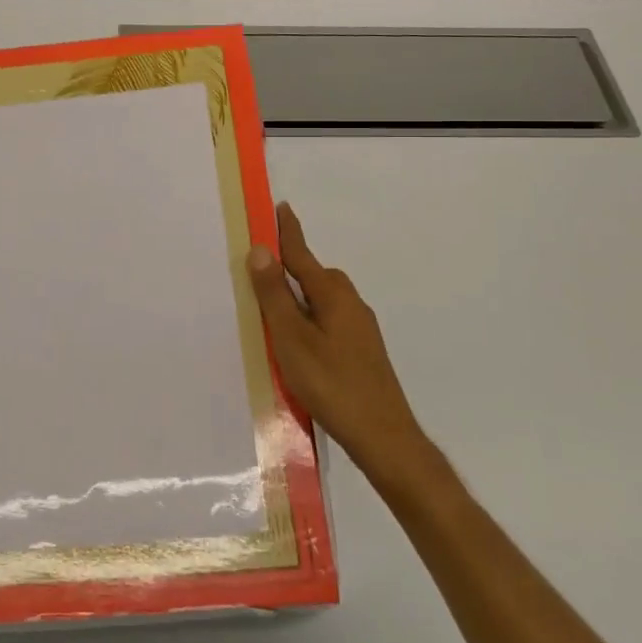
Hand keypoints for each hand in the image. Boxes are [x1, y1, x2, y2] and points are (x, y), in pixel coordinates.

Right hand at [247, 203, 425, 477]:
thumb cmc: (331, 383)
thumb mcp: (292, 338)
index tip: (280, 206)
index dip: (287, 231)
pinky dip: (308, 320)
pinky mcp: (362, 350)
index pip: (301, 253)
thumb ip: (274, 294)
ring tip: (271, 313)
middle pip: (312, 276)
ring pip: (320, 301)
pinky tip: (297, 345)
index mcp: (332, 293)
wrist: (383, 436)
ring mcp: (359, 327)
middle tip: (258, 272)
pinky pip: (327, 320)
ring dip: (297, 299)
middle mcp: (350, 302)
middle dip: (288, 268)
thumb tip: (259, 250)